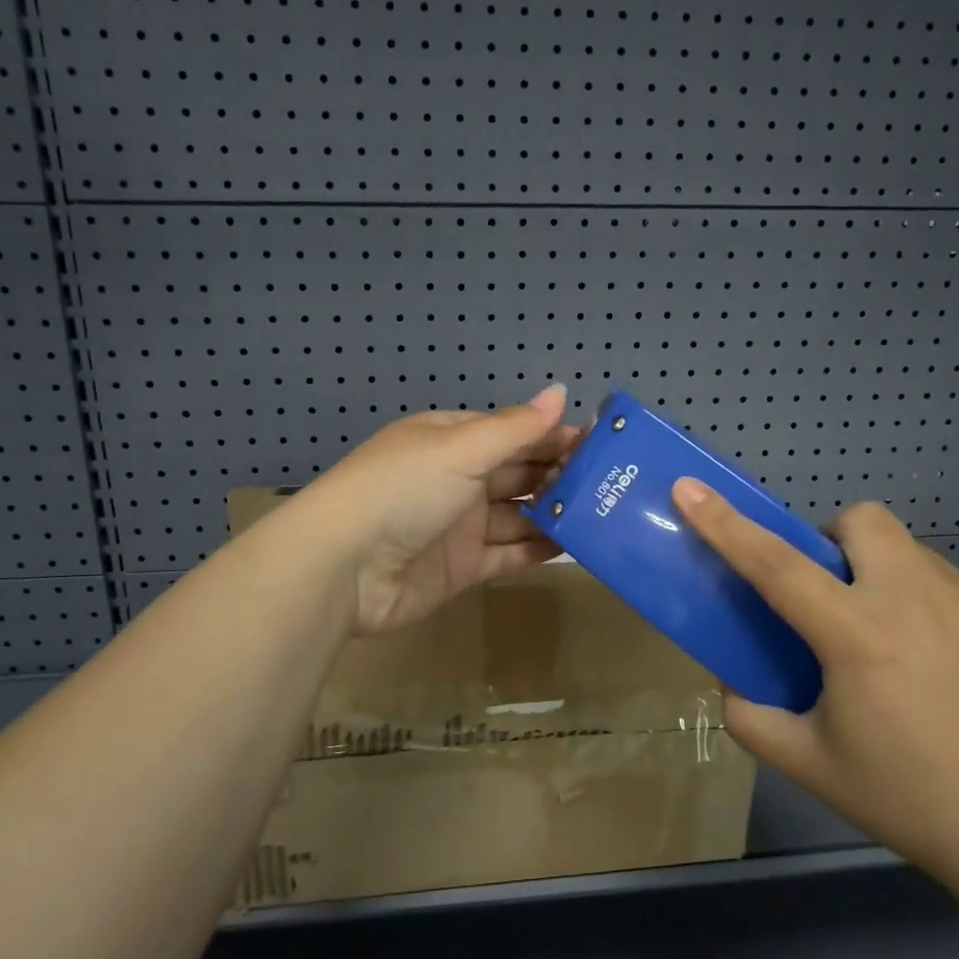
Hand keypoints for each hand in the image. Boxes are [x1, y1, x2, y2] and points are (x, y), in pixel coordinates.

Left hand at [298, 385, 580, 634]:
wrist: (345, 566)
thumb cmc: (403, 489)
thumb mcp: (460, 448)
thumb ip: (515, 427)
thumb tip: (559, 391)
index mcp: (450, 440)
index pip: (511, 432)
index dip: (552, 435)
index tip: (600, 442)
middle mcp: (456, 479)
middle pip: (517, 472)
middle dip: (559, 474)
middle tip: (612, 481)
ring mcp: (459, 525)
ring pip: (517, 514)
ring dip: (553, 512)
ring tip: (604, 513)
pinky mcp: (462, 567)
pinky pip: (507, 553)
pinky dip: (537, 548)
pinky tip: (574, 544)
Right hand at [670, 481, 958, 888]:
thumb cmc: (909, 799)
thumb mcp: (808, 764)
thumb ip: (750, 716)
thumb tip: (734, 681)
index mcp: (857, 635)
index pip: (775, 563)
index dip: (725, 523)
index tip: (689, 488)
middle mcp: (915, 601)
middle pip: (861, 521)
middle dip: (831, 541)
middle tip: (829, 596)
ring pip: (907, 551)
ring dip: (879, 574)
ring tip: (886, 640)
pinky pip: (947, 585)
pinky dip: (922, 604)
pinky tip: (936, 667)